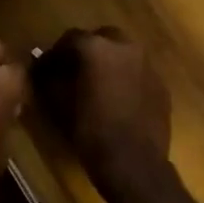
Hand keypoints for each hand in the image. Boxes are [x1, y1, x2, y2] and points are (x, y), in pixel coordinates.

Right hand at [33, 27, 180, 202]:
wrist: (135, 165)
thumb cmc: (91, 132)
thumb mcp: (59, 104)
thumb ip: (49, 80)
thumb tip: (42, 70)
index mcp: (98, 48)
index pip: (71, 38)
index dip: (55, 54)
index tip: (45, 70)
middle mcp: (126, 48)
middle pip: (102, 38)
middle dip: (86, 50)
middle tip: (72, 71)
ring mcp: (148, 66)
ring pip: (123, 53)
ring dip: (108, 62)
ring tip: (95, 84)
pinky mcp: (161, 86)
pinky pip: (138, 72)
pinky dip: (125, 78)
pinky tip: (116, 99)